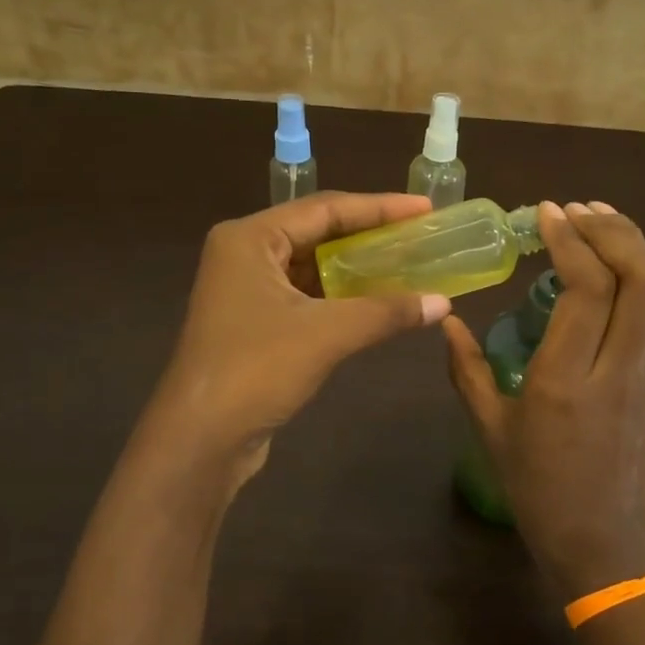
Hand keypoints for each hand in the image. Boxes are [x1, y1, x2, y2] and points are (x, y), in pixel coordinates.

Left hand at [150, 191, 450, 479]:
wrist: (201, 437)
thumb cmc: (256, 369)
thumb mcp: (327, 334)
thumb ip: (386, 312)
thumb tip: (443, 303)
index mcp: (250, 238)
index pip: (325, 209)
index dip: (379, 207)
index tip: (424, 208)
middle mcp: (245, 254)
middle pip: (317, 233)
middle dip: (369, 236)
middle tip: (418, 235)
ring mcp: (246, 290)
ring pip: (311, 267)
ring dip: (356, 269)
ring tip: (406, 266)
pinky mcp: (254, 323)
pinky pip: (306, 296)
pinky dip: (340, 298)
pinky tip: (376, 303)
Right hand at [446, 201, 644, 600]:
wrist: (603, 544)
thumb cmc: (536, 491)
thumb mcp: (490, 431)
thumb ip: (466, 371)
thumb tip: (446, 322)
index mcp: (564, 381)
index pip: (587, 289)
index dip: (572, 241)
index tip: (548, 213)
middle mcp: (616, 370)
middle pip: (644, 278)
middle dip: (615, 230)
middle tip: (579, 209)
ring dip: (628, 250)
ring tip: (594, 227)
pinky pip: (644, 324)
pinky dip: (625, 288)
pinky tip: (596, 289)